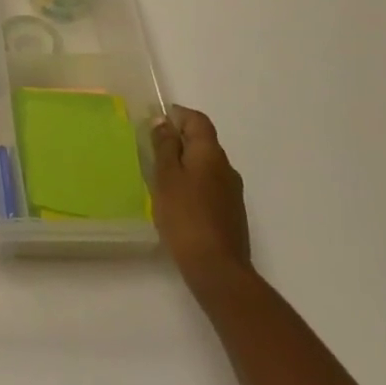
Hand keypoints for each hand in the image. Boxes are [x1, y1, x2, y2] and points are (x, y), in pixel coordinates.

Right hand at [151, 104, 253, 284]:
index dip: (178, 115)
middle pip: (204, 142)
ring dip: (186, 164)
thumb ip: (165, 146)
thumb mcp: (166, 176)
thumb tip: (164, 120)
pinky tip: (178, 202)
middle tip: (153, 150)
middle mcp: (226, 168)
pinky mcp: (231, 214)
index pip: (198, 120)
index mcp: (211, 153)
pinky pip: (210, 186)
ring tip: (161, 177)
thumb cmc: (185, 216)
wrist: (217, 269)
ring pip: (207, 166)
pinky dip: (194, 184)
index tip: (156, 121)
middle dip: (180, 140)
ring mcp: (232, 193)